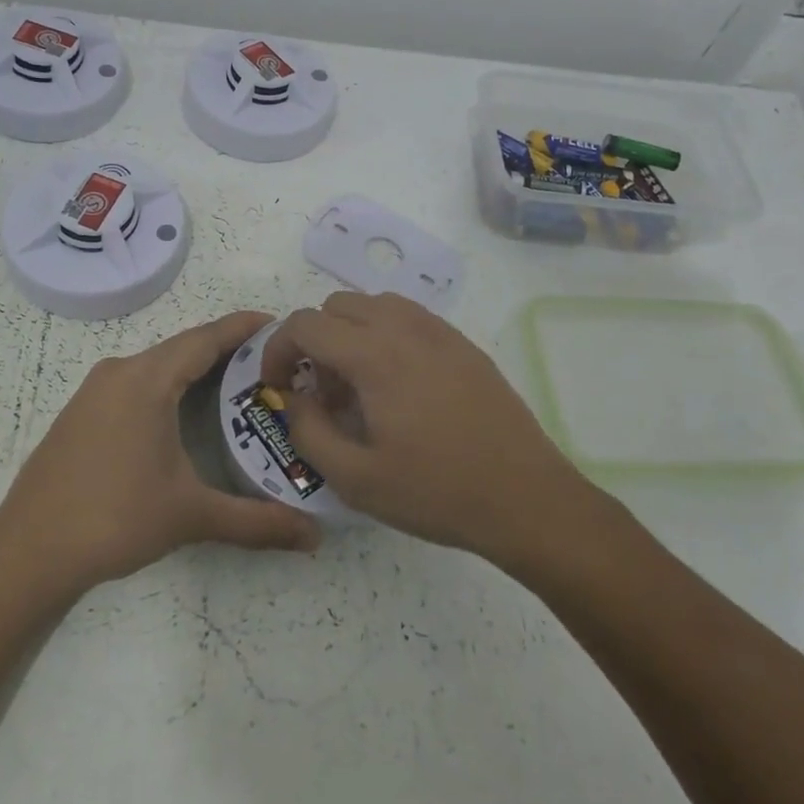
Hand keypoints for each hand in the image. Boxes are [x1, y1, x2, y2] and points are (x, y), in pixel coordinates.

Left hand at [0, 311, 320, 592]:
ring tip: (237, 383)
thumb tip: (314, 538)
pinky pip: (135, 383)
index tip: (277, 324)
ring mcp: (94, 392)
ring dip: (194, 368)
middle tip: (269, 363)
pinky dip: (167, 385)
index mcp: (146, 380)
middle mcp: (119, 373)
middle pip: (181, 348)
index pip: (204, 339)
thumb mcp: (190, 516)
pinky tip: (184, 411)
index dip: (242, 328)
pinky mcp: (81, 413)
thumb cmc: (114, 519)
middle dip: (225, 349)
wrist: (27, 552)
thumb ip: (256, 522)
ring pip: (156, 366)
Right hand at [259, 292, 589, 562]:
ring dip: (351, 334)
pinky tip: (399, 386)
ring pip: (375, 305)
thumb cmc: (436, 492)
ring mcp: (440, 332)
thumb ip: (308, 430)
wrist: (526, 498)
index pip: (305, 324)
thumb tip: (292, 397)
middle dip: (315, 341)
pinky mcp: (463, 344)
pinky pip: (409, 318)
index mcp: (374, 355)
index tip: (277, 385)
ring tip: (360, 387)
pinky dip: (385, 335)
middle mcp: (405, 328)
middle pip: (337, 305)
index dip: (277, 349)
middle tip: (322, 392)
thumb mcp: (355, 478)